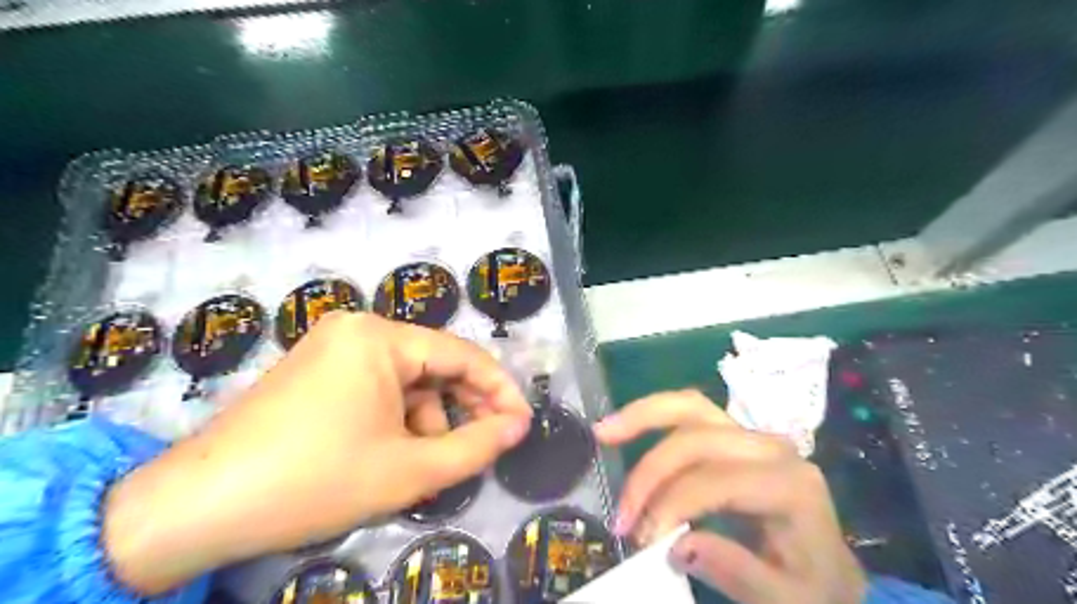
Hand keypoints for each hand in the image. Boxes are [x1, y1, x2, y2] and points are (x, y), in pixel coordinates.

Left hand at [103, 311, 532, 594]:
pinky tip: (392, 455)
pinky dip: (396, 419)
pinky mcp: (315, 371)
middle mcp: (358, 329)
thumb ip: (476, 446)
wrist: (196, 508)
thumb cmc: (315, 481)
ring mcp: (332, 347)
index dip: (499, 390)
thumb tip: (519, 426)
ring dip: (426, 420)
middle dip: (461, 408)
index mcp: (381, 337)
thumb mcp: (410, 470)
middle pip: (433, 366)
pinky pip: (376, 388)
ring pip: (405, 381)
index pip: (462, 355)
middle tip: (485, 446)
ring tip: (425, 465)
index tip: (522, 423)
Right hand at [597, 388, 863, 602]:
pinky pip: (690, 411)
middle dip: (651, 474)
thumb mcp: (785, 599)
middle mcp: (772, 447)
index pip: (719, 482)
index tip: (643, 542)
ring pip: (690, 408)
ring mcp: (752, 435)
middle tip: (623, 516)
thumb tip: (677, 546)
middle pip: (698, 439)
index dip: (674, 506)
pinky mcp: (734, 434)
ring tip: (603, 431)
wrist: (828, 570)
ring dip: (642, 417)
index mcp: (791, 485)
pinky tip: (624, 423)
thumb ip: (737, 573)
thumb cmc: (810, 587)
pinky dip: (653, 414)